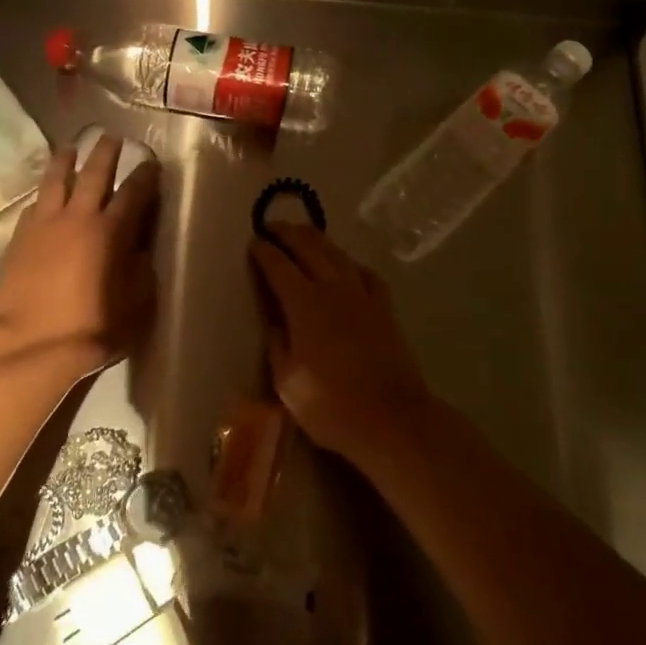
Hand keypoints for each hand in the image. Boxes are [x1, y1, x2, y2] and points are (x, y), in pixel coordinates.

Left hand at [0, 135, 159, 370]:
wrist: (31, 345)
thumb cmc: (92, 328)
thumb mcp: (137, 304)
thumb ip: (141, 271)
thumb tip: (138, 251)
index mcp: (111, 231)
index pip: (133, 193)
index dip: (145, 175)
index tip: (150, 162)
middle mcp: (78, 217)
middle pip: (94, 174)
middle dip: (105, 152)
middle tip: (111, 136)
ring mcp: (44, 225)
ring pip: (56, 181)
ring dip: (66, 161)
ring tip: (70, 148)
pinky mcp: (19, 239)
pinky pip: (33, 206)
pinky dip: (43, 196)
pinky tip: (43, 197)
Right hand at [250, 224, 432, 463]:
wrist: (391, 418)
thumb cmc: (331, 405)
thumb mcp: (288, 382)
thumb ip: (278, 346)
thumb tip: (276, 324)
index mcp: (304, 304)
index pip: (279, 267)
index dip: (264, 252)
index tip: (254, 241)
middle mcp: (333, 289)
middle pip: (310, 248)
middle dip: (289, 233)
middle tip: (273, 226)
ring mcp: (363, 297)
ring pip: (338, 255)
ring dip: (318, 240)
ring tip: (305, 234)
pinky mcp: (385, 309)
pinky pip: (366, 275)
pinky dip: (352, 264)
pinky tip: (348, 266)